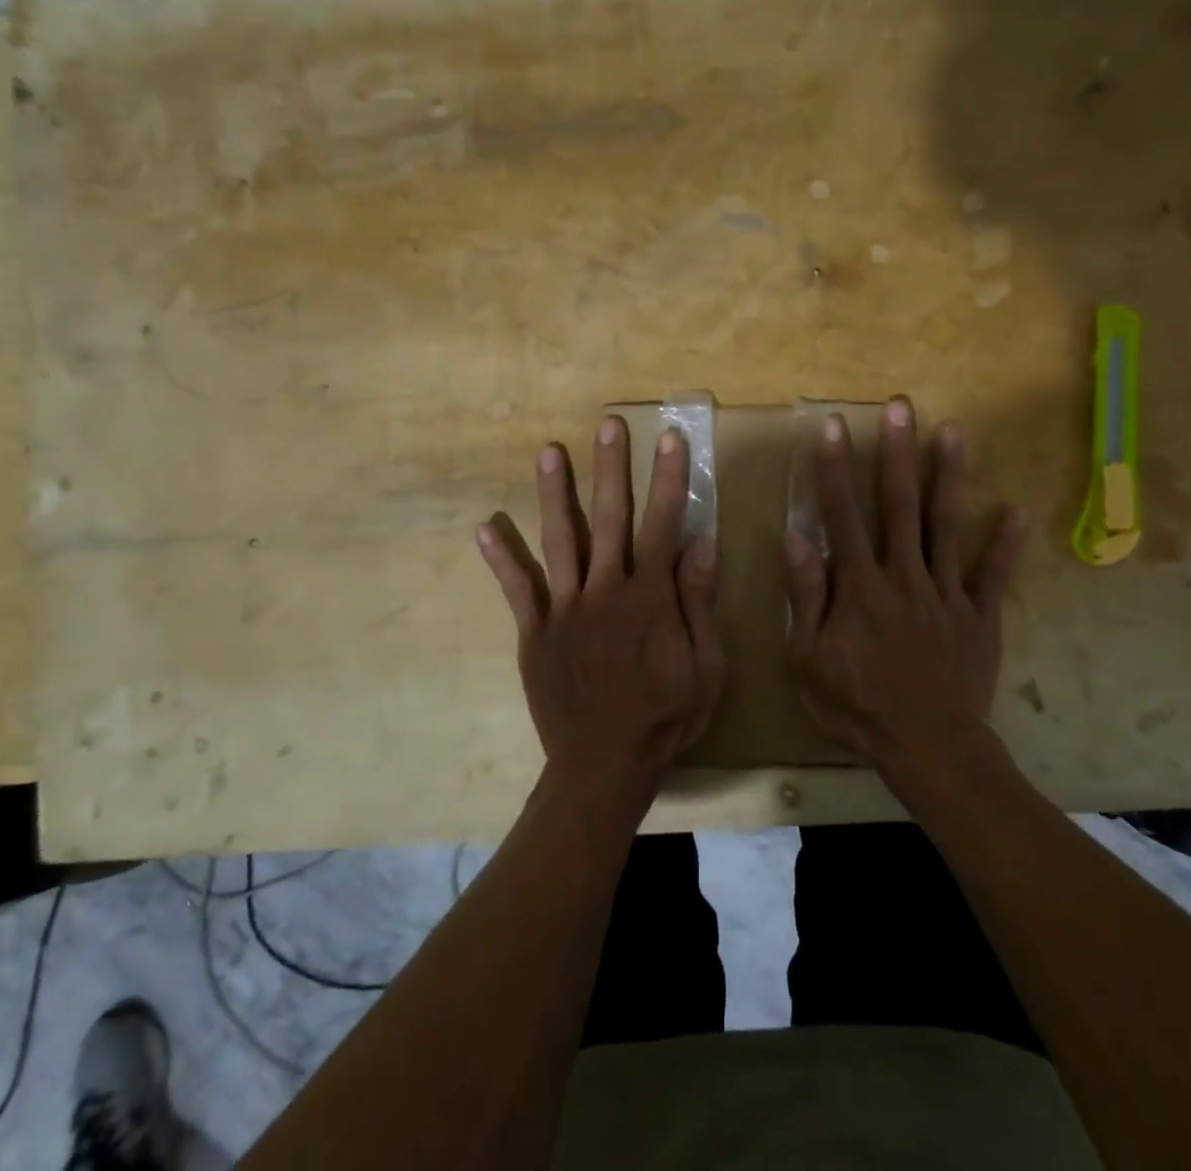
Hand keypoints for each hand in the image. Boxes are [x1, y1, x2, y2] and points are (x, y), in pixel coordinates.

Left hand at [477, 416, 723, 802]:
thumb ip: (700, 602)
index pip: (662, 524)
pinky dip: (501, 558)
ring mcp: (565, 609)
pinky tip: (485, 526)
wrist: (603, 764)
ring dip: (555, 494)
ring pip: (560, 540)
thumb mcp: (705, 666)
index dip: (668, 479)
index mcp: (649, 598)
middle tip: (607, 424)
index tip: (670, 438)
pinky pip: (517, 589)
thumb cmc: (665, 716)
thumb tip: (703, 542)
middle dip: (611, 468)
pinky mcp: (536, 631)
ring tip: (548, 452)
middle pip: (610, 518)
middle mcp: (606, 590)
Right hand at [783, 399, 1026, 778]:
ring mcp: (947, 594)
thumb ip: (806, 594)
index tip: (833, 426)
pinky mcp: (979, 616)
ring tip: (953, 432)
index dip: (835, 469)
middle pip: (900, 506)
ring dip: (949, 477)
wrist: (926, 748)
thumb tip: (797, 536)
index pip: (843, 516)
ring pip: (947, 526)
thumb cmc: (857, 705)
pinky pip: (993, 576)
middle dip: (897, 453)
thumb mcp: (809, 658)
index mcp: (860, 587)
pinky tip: (1015, 511)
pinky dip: (1005, 544)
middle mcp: (905, 577)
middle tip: (900, 407)